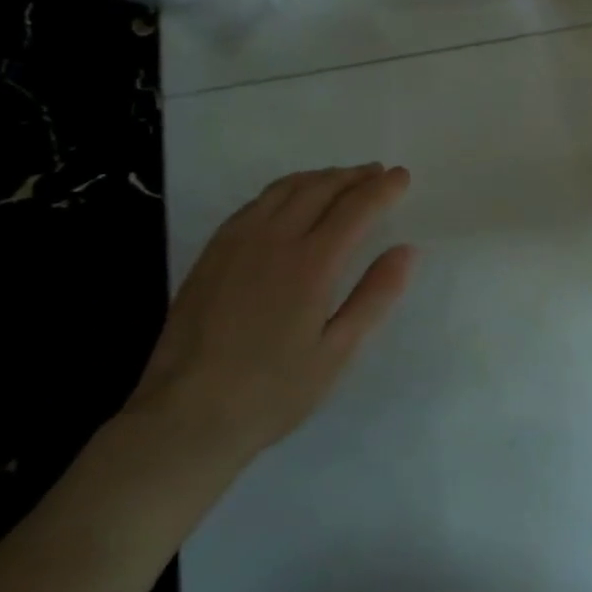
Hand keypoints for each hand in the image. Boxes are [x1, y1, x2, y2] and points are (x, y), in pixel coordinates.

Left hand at [128, 164, 414, 468]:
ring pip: (283, 190)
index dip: (382, 189)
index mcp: (311, 264)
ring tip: (340, 179)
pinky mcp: (211, 255)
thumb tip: (406, 250)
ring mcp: (236, 244)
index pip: (355, 209)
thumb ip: (374, 296)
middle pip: (320, 189)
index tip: (402, 176)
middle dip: (353, 176)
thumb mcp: (337, 352)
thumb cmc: (273, 392)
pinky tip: (289, 201)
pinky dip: (282, 191)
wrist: (185, 418)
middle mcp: (273, 241)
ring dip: (319, 177)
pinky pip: (253, 205)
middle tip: (377, 173)